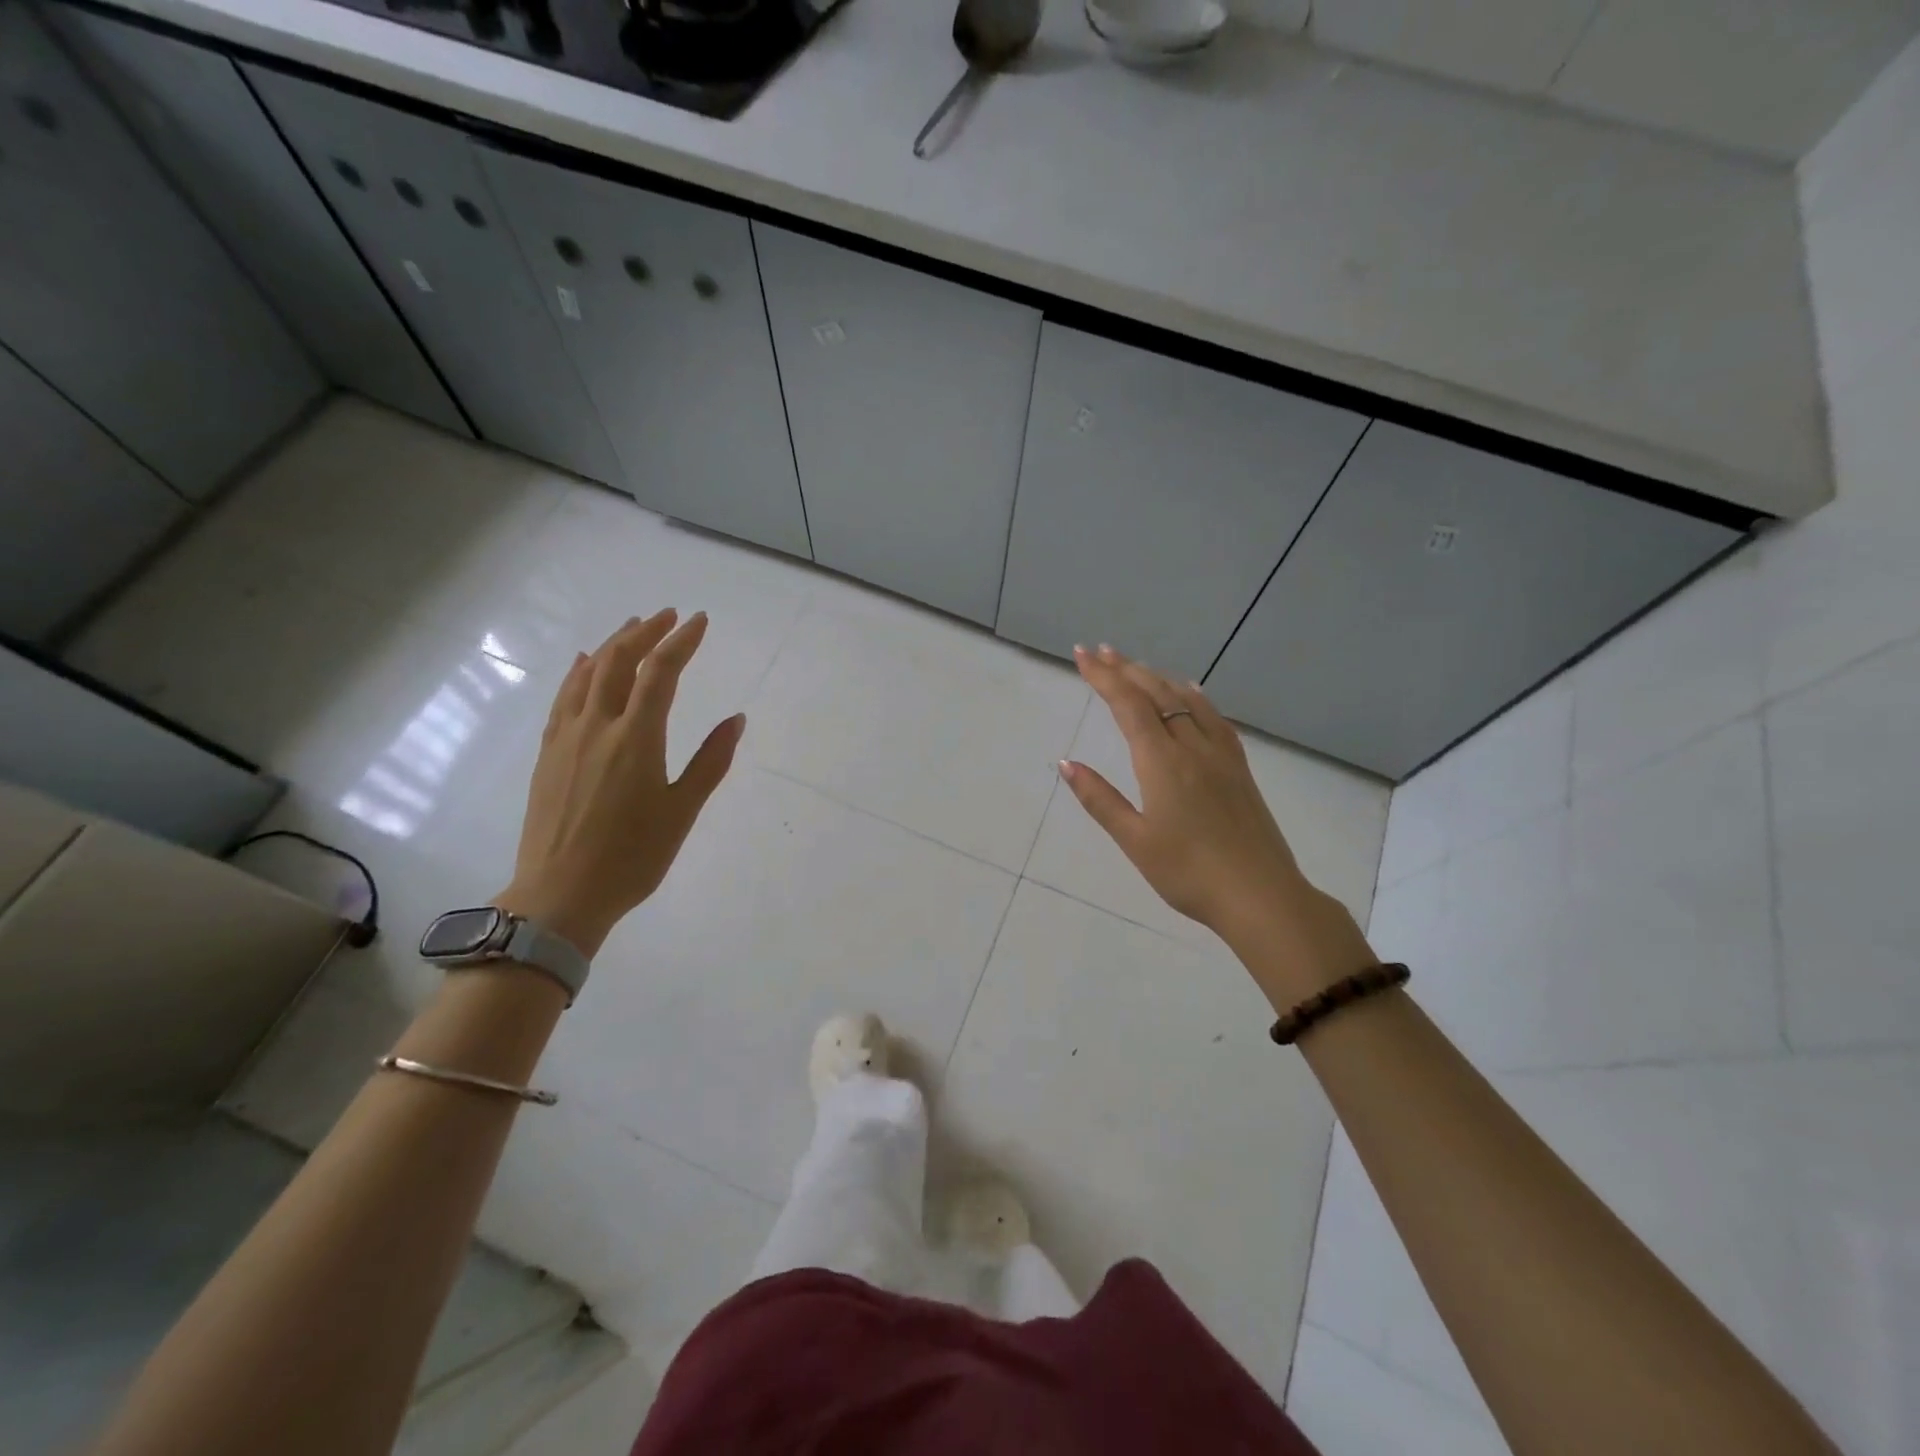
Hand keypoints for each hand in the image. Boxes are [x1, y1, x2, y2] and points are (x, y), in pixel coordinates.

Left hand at [494, 610, 743, 959]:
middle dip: (646, 632)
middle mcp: (598, 726)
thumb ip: (710, 761)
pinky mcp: (548, 753)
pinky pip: (563, 697)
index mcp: (636, 738)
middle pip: (619, 662)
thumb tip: (737, 719)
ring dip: (611, 644)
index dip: (682, 641)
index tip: (700, 620)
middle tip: (668, 615)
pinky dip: (578, 672)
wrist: (560, 895)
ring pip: (587, 674)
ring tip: (631, 627)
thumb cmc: (632, 857)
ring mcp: (566, 737)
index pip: (661, 672)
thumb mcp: (682, 812)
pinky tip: (583, 664)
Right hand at [1059, 644, 1374, 1006]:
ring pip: (1187, 699)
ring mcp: (1221, 754)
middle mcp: (1192, 746)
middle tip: (1100, 650)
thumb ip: (1100, 799)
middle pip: (1156, 693)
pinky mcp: (1239, 767)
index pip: (1128, 705)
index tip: (1081, 655)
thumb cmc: (1189, 874)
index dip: (1103, 677)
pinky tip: (1189, 692)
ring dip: (1157, 677)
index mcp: (1163, 762)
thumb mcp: (1135, 841)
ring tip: (1136, 665)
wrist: (1261, 896)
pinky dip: (1192, 695)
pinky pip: (1213, 716)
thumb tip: (1067, 763)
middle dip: (1125, 668)